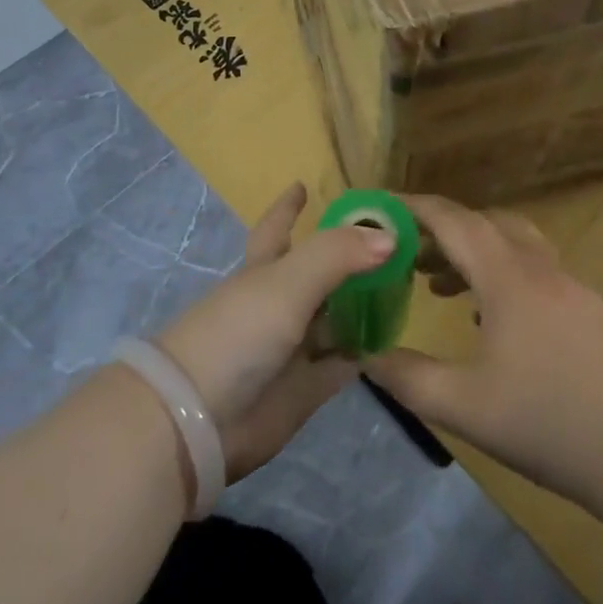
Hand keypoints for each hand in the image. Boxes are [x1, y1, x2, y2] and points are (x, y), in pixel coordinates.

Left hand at [156, 183, 395, 480]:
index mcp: (264, 269)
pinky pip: (341, 364)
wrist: (199, 419)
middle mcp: (279, 303)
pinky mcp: (305, 389)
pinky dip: (364, 352)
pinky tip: (392, 341)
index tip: (303, 185)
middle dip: (346, 258)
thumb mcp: (287, 281)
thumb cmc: (238, 332)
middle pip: (317, 273)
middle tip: (389, 242)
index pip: (277, 227)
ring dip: (362, 305)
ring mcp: (292, 347)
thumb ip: (337, 254)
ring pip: (334, 318)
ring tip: (403, 287)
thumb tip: (390, 236)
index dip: (288, 207)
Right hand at [367, 195, 602, 519]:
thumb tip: (367, 356)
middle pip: (483, 224)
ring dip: (472, 254)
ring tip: (440, 286)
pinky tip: (492, 322)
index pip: (451, 219)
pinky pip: (534, 272)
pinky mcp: (591, 312)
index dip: (411, 208)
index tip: (379, 207)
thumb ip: (410, 379)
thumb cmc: (554, 422)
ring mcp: (571, 287)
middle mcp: (539, 267)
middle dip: (440, 231)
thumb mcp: (467, 408)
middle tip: (406, 255)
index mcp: (507, 275)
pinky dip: (500, 277)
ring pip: (512, 247)